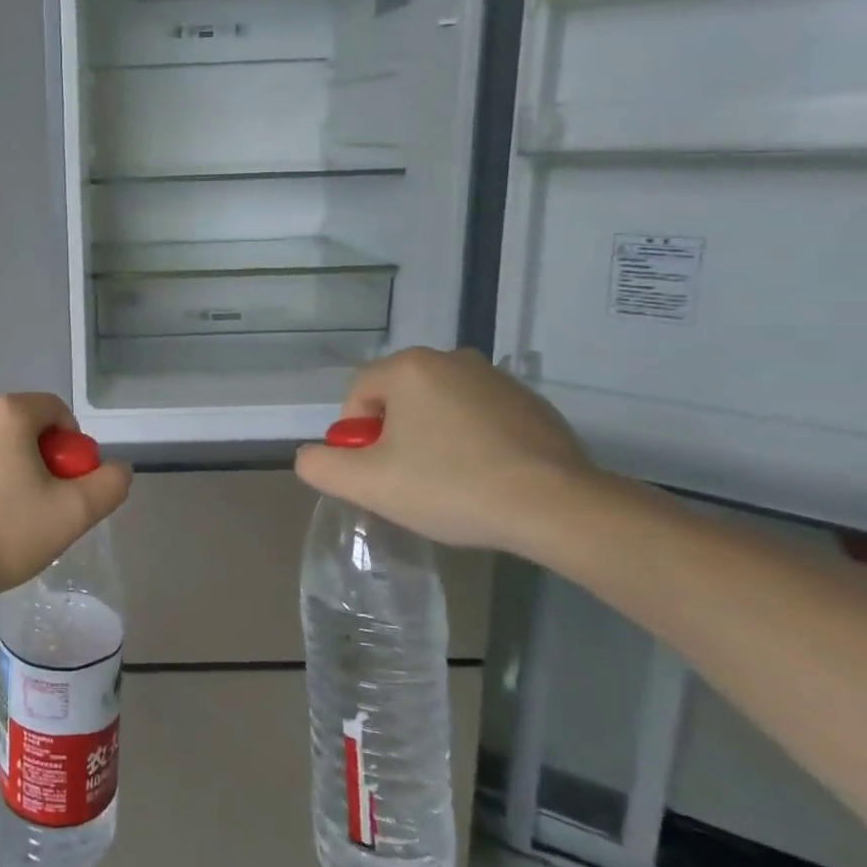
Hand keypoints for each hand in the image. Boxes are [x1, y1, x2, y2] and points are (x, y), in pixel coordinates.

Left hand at [0, 393, 132, 599]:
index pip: (55, 411)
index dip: (70, 446)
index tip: (64, 485)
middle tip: (37, 503)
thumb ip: (108, 484)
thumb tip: (116, 468)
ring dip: (3, 467)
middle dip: (36, 457)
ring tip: (1, 515)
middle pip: (20, 425)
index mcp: (7, 412)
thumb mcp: (73, 514)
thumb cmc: (2, 532)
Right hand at [293, 347, 595, 552]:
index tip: (378, 475)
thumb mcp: (368, 484)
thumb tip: (310, 456)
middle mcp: (452, 359)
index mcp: (410, 367)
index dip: (356, 439)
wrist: (557, 508)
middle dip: (394, 438)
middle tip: (409, 482)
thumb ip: (320, 466)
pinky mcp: (532, 405)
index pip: (358, 396)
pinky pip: (479, 419)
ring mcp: (497, 379)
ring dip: (431, 439)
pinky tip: (485, 479)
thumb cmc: (450, 486)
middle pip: (398, 399)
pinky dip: (471, 443)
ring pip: (438, 409)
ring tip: (450, 484)